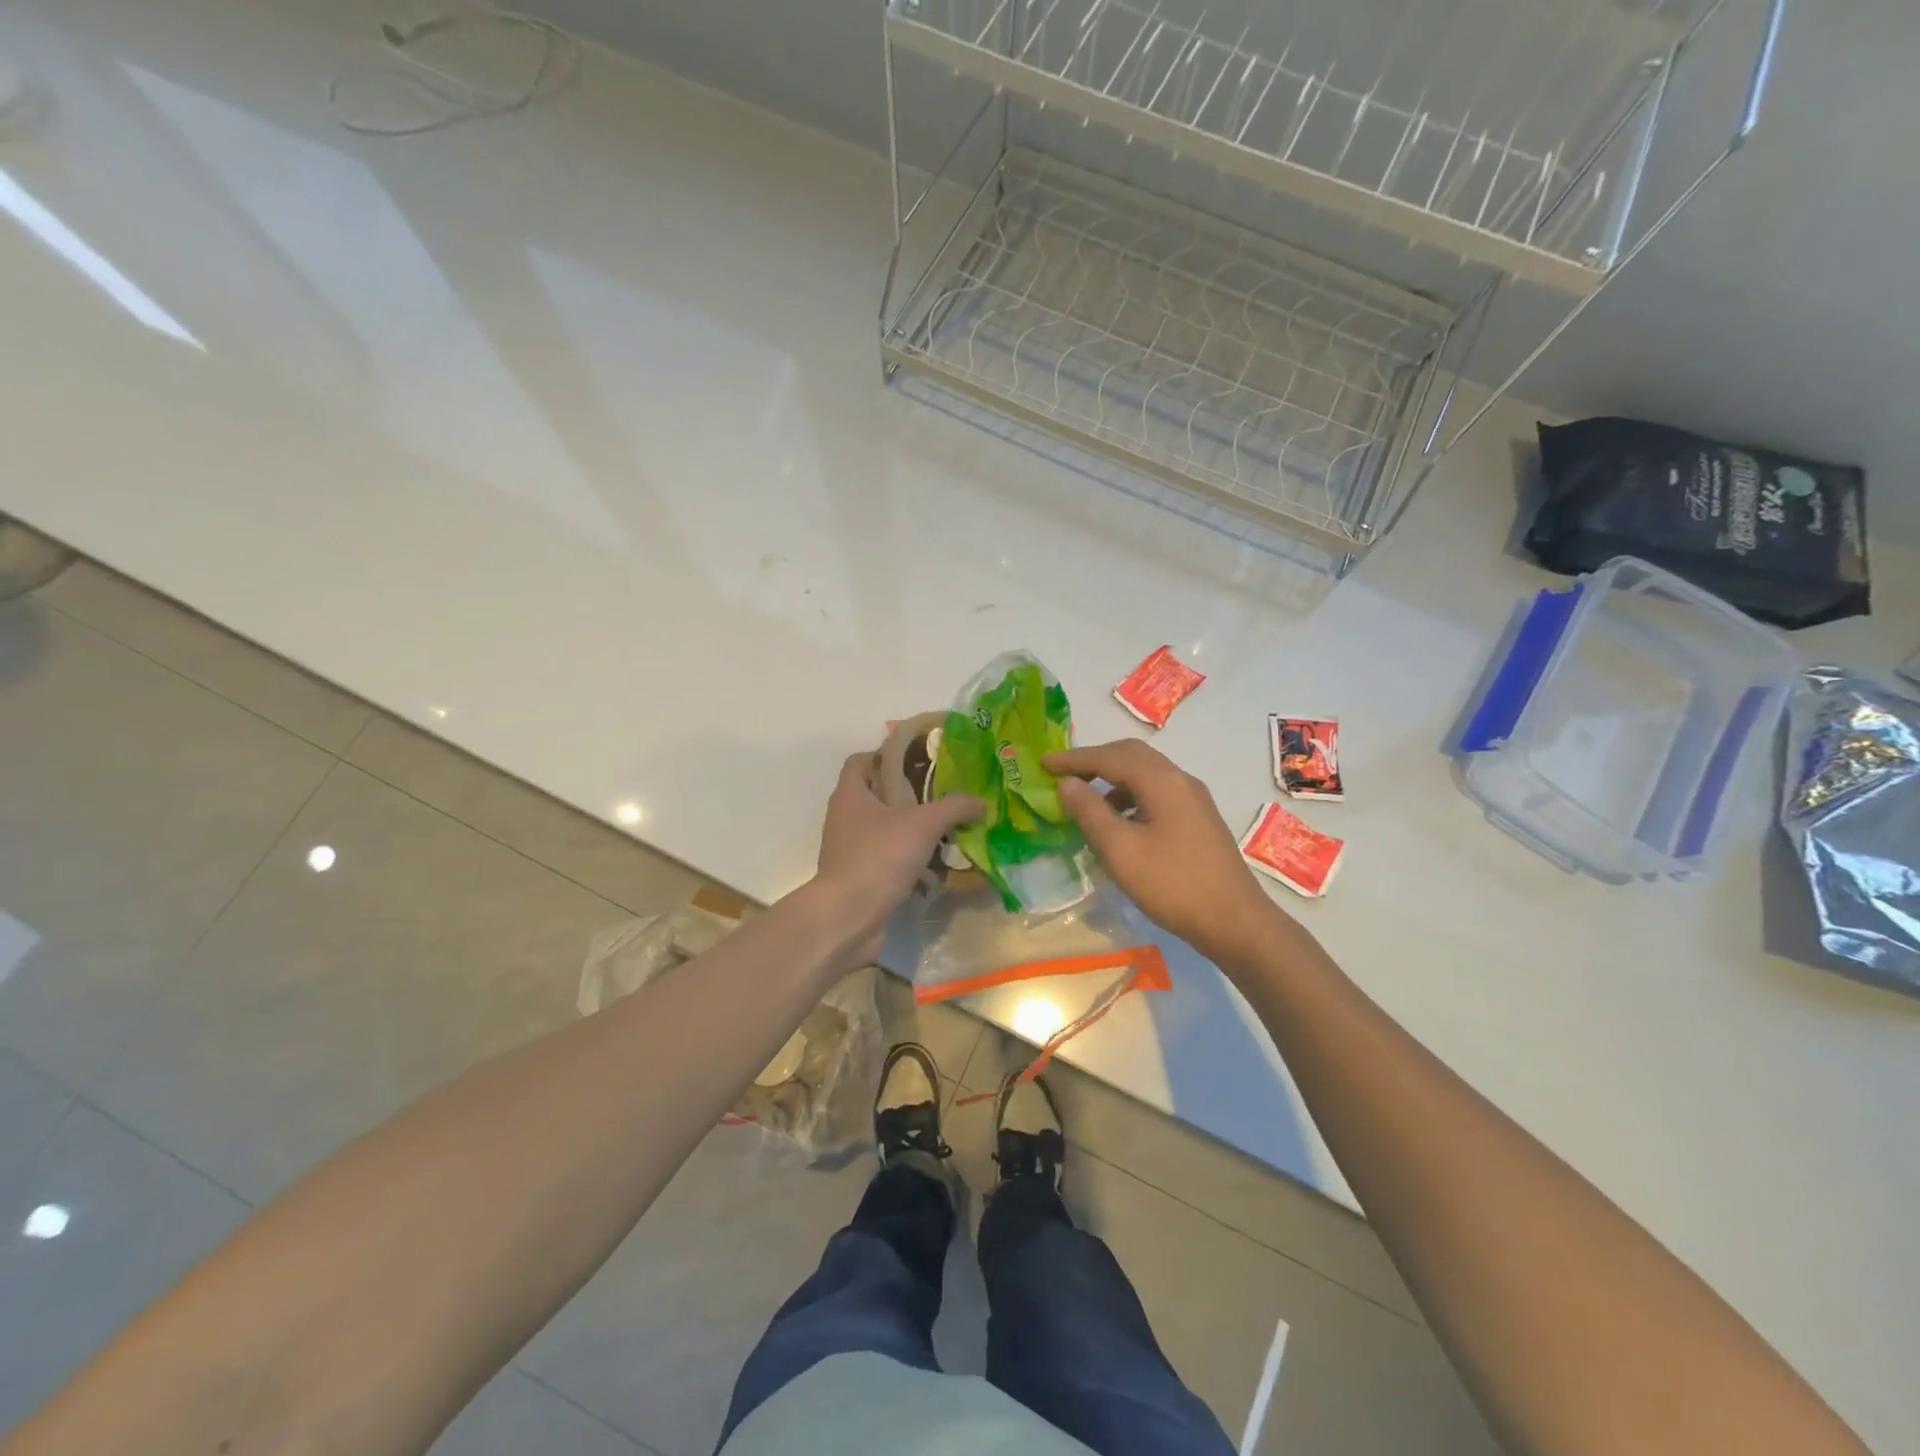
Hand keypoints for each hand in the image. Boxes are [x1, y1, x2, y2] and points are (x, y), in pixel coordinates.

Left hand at [811, 752, 982, 967]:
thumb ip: (953, 808)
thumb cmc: (879, 857)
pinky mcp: (859, 878)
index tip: (919, 760)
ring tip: (947, 833)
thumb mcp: (923, 824)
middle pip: (878, 795)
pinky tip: (937, 869)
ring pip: (886, 831)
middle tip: (944, 796)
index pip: (861, 760)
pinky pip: (888, 861)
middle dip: (911, 796)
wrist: (848, 917)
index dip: (888, 755)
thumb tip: (980, 801)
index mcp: (851, 794)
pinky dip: (910, 863)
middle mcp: (845, 818)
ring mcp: (850, 850)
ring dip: (914, 832)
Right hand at [1045, 739, 1283, 967]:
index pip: (1109, 757)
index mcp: (1161, 781)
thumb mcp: (1120, 850)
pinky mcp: (1199, 819)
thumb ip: (1089, 812)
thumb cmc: (1172, 884)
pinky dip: (1131, 796)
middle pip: (1131, 755)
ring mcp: (1194, 799)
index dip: (1073, 759)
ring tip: (1087, 802)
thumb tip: (1067, 783)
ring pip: (1146, 774)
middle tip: (1063, 773)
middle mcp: (1180, 780)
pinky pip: (1157, 793)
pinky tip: (1120, 823)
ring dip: (1113, 779)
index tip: (1043, 763)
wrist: (1235, 921)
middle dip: (1094, 761)